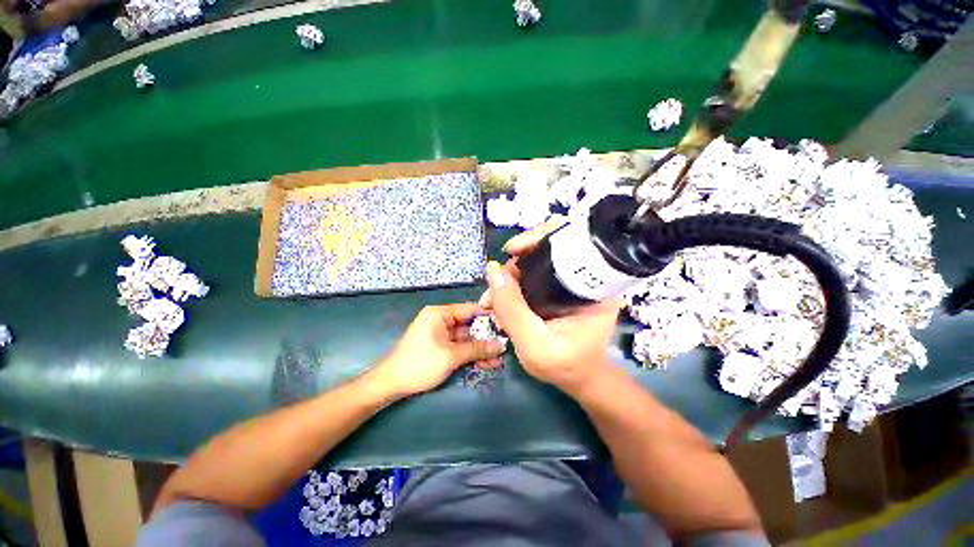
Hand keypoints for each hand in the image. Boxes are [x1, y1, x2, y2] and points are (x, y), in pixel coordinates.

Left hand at [375, 303, 504, 396]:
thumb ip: (477, 348)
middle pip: (469, 324)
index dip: (488, 316)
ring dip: (480, 348)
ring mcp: (440, 333)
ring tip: (498, 360)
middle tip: (504, 346)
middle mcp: (441, 319)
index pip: (470, 309)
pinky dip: (469, 353)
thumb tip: (501, 345)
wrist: (390, 384)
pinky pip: (458, 346)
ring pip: (466, 338)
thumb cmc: (420, 364)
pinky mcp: (439, 346)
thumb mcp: (451, 356)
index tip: (506, 324)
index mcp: (440, 313)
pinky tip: (485, 363)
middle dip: (486, 337)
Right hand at [481, 218, 621, 394]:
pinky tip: (503, 298)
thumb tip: (493, 272)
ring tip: (494, 298)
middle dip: (516, 262)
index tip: (512, 251)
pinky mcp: (561, 288)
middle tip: (496, 287)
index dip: (539, 237)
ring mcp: (573, 281)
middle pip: (549, 248)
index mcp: (594, 286)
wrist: (579, 378)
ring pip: (537, 262)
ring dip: (511, 275)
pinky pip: (535, 274)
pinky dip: (515, 282)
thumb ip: (512, 310)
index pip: (571, 240)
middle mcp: (586, 277)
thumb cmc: (565, 366)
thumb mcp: (534, 345)